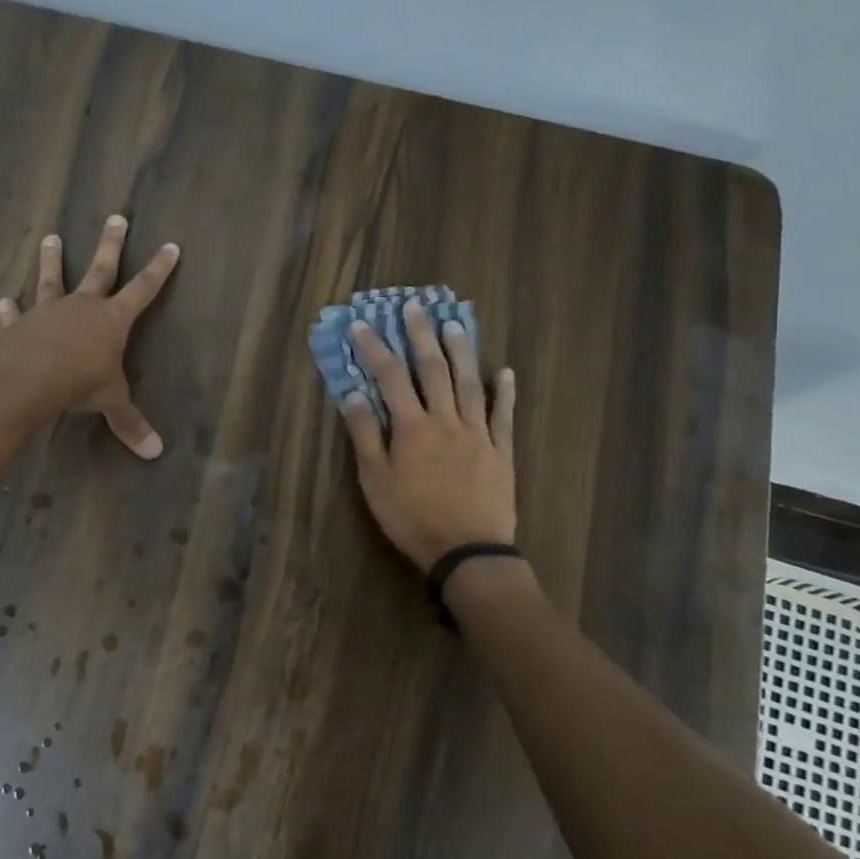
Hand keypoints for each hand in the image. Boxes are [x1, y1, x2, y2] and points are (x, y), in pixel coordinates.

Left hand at [0, 216, 180, 457]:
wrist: (26, 380)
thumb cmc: (78, 384)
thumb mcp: (110, 402)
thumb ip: (130, 423)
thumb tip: (156, 453)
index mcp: (112, 320)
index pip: (143, 289)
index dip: (159, 269)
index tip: (169, 245)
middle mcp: (82, 306)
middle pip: (101, 269)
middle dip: (112, 244)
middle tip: (116, 217)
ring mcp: (49, 311)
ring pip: (54, 279)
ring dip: (53, 259)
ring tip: (51, 238)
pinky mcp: (20, 324)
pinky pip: (18, 314)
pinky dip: (12, 308)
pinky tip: (5, 300)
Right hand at [339, 299, 516, 568]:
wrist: (467, 551)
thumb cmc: (412, 518)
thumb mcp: (375, 481)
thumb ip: (366, 435)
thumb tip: (354, 394)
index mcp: (412, 428)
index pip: (390, 377)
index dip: (375, 348)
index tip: (363, 324)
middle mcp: (446, 420)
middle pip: (433, 370)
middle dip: (421, 336)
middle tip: (415, 307)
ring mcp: (478, 433)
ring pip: (469, 384)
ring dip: (461, 351)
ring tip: (455, 324)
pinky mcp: (501, 451)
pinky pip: (504, 416)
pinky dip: (505, 392)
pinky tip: (505, 372)